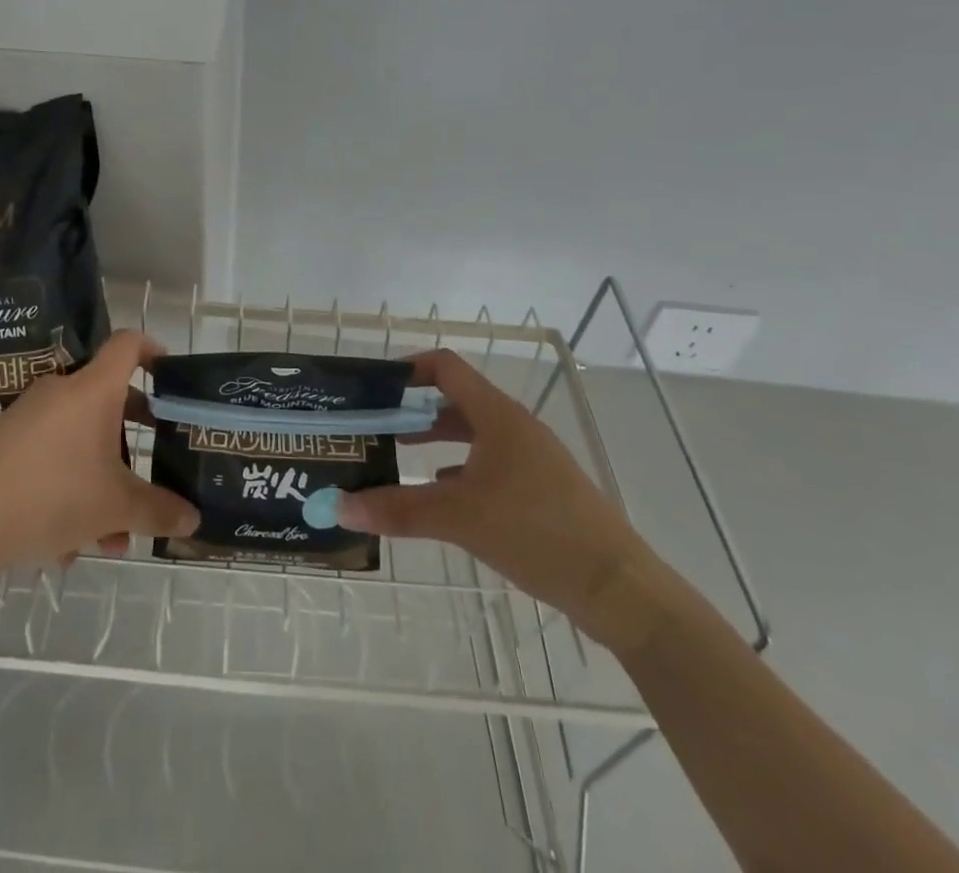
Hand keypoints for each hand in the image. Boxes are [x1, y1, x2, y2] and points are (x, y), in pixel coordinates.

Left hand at [0, 331, 198, 572]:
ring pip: (79, 441)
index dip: (153, 350)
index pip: (128, 344)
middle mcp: (61, 391)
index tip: (171, 374)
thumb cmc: (53, 494)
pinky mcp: (4, 442)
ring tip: (107, 538)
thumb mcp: (115, 507)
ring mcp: (29, 416)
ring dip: (100, 481)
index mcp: (93, 389)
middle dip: (132, 440)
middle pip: (108, 401)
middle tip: (149, 470)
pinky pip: (50, 457)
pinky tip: (64, 545)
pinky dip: (66, 491)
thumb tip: (193, 517)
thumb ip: (158, 510)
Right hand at [338, 348, 658, 644]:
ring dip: (434, 439)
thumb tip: (339, 505)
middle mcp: (514, 427)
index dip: (409, 368)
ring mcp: (530, 459)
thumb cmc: (537, 533)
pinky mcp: (540, 490)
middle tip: (375, 424)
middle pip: (455, 400)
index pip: (446, 367)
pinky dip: (457, 469)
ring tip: (397, 455)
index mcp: (497, 416)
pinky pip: (488, 464)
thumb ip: (397, 509)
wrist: (619, 590)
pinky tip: (437, 494)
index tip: (374, 386)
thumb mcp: (459, 518)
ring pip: (472, 434)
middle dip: (413, 409)